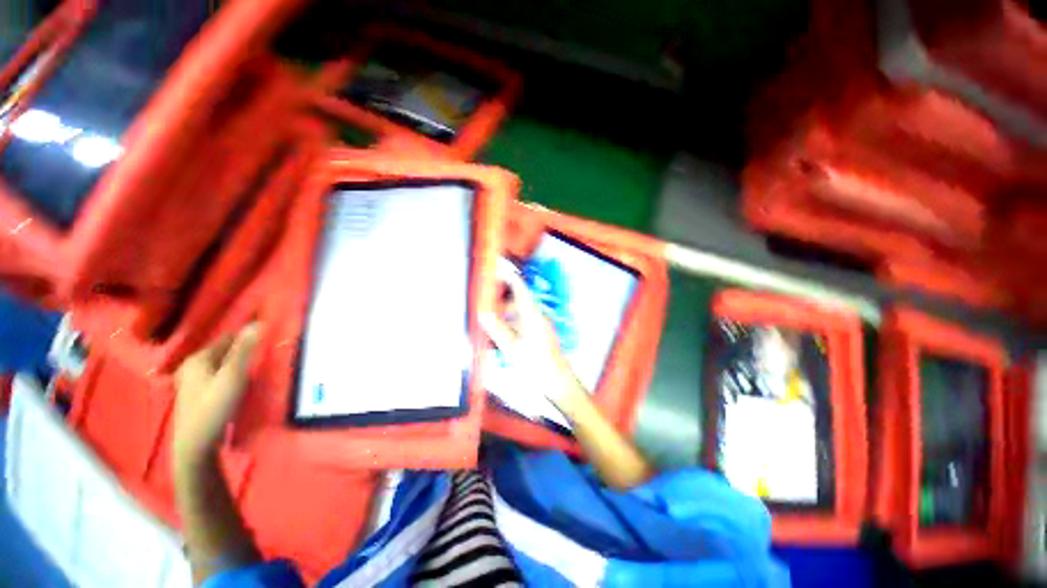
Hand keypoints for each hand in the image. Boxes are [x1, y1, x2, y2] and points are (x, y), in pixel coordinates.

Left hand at [172, 324, 259, 464]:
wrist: (197, 445)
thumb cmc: (213, 407)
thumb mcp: (232, 376)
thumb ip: (244, 350)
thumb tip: (258, 322)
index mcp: (197, 358)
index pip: (228, 338)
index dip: (248, 335)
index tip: (270, 336)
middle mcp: (192, 366)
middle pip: (225, 352)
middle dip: (245, 350)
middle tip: (269, 351)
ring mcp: (194, 382)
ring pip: (223, 365)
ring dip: (240, 364)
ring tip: (262, 365)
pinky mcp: (200, 395)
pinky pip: (221, 376)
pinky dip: (234, 375)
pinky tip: (245, 381)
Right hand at [481, 259, 582, 406]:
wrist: (557, 379)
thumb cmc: (534, 363)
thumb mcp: (511, 347)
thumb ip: (496, 329)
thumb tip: (482, 314)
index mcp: (531, 314)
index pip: (519, 288)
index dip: (509, 276)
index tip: (499, 267)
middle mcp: (538, 314)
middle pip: (519, 299)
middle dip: (504, 300)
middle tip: (489, 306)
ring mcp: (542, 323)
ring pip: (522, 311)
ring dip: (508, 314)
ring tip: (495, 325)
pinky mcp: (543, 332)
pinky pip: (526, 321)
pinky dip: (515, 323)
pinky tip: (507, 336)